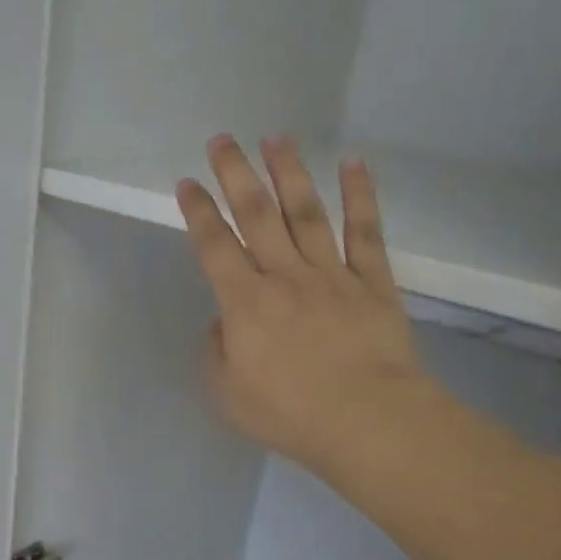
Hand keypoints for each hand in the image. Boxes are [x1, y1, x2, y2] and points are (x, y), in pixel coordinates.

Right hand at [176, 136, 429, 480]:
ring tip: (277, 138)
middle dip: (236, 175)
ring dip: (289, 173)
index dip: (198, 212)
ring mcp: (332, 275)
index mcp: (245, 302)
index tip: (187, 183)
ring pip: (307, 213)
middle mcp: (285, 276)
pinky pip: (365, 232)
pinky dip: (361, 196)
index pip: (214, 246)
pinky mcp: (373, 283)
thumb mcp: (226, 392)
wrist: (367, 421)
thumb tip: (225, 321)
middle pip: (257, 215)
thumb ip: (216, 350)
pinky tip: (353, 163)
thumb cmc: (288, 413)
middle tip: (222, 140)